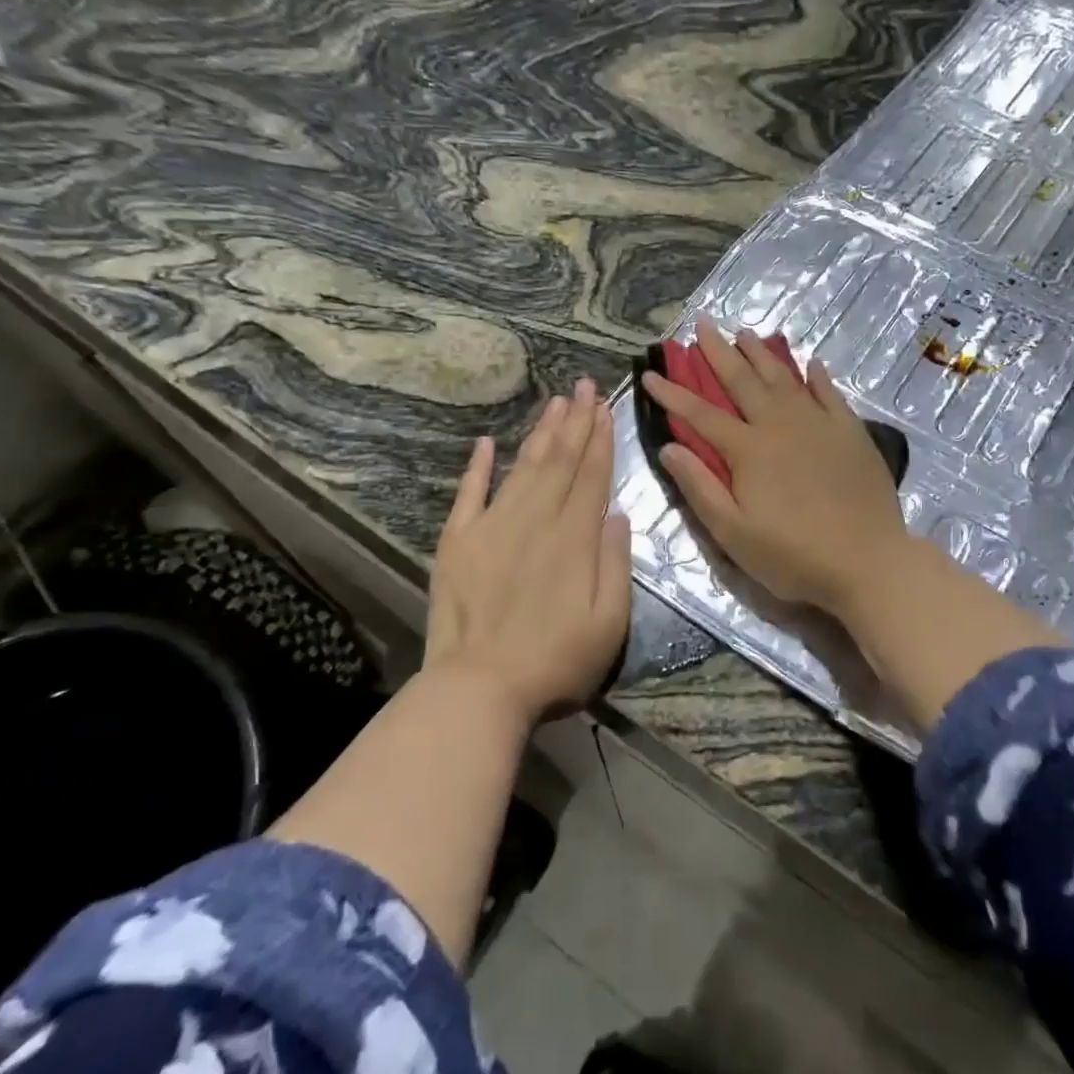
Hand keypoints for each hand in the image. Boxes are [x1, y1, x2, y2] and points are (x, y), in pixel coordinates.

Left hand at [425, 378, 631, 724]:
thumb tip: (616, 513)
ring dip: (539, 432)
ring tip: (554, 401)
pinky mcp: (457, 541)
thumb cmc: (555, 662)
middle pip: (559, 461)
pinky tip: (486, 443)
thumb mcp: (610, 622)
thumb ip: (616, 563)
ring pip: (522, 467)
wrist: (479, 688)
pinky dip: (477, 466)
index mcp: (574, 538)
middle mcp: (535, 520)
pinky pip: (468, 494)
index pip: (591, 476)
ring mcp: (492, 526)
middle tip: (583, 385)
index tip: (605, 408)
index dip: (600, 440)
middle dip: (575, 421)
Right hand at [639, 318, 911, 614]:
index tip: (650, 373)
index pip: (701, 414)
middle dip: (718, 352)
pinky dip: (818, 376)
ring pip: (784, 378)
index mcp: (748, 449)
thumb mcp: (733, 533)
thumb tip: (669, 446)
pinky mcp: (851, 432)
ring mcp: (820, 424)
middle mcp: (781, 424)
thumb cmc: (793, 555)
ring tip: (745, 333)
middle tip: (702, 324)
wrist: (868, 561)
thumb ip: (699, 487)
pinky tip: (812, 363)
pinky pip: (830, 394)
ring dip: (762, 354)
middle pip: (743, 380)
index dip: (672, 393)